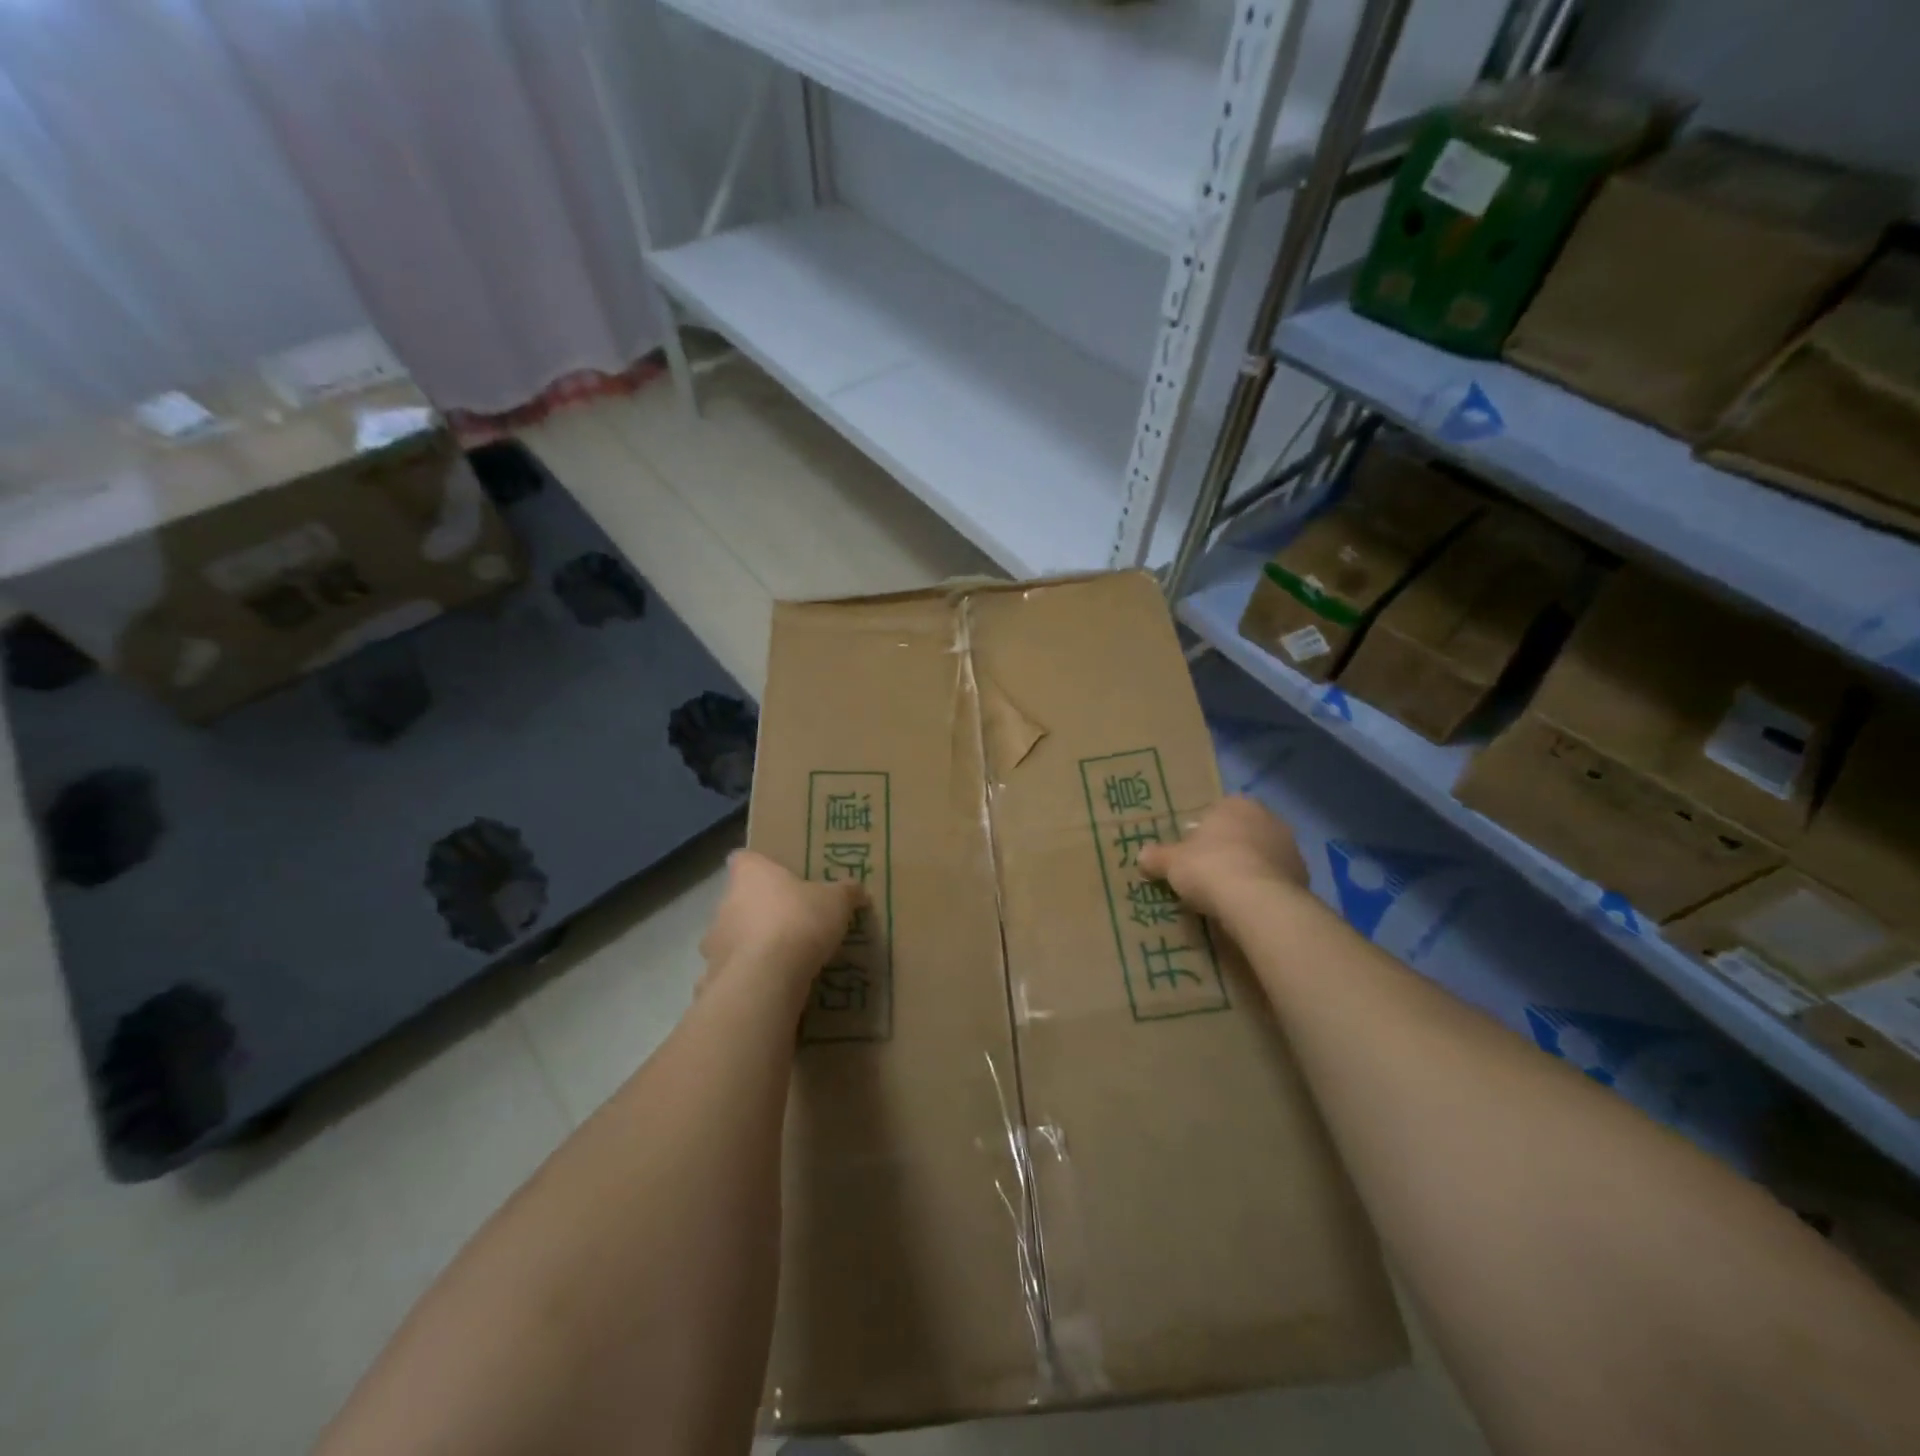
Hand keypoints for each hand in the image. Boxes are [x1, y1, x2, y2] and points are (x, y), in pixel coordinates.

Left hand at [698, 850, 864, 996]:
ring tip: (781, 959)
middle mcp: (725, 903)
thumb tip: (857, 890)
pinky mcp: (714, 976)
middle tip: (790, 921)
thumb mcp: (836, 902)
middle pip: (738, 900)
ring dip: (750, 945)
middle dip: (759, 910)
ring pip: (732, 937)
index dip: (758, 866)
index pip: (743, 859)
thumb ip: (846, 892)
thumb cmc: (799, 922)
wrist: (767, 978)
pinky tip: (768, 986)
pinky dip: (746, 976)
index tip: (776, 876)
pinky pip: (731, 972)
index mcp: (751, 875)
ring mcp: (714, 942)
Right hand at [1137, 796, 1308, 919]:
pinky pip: (1273, 880)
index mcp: (1236, 804)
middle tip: (1205, 876)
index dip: (1199, 835)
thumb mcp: (1172, 862)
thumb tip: (1141, 855)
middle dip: (1225, 851)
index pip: (1214, 814)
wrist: (1258, 902)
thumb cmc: (1209, 867)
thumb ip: (1157, 856)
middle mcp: (1268, 818)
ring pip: (1259, 857)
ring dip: (1246, 870)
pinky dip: (1262, 890)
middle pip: (1239, 834)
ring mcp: (1290, 848)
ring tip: (1226, 897)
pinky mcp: (1303, 877)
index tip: (1189, 857)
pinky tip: (1247, 907)